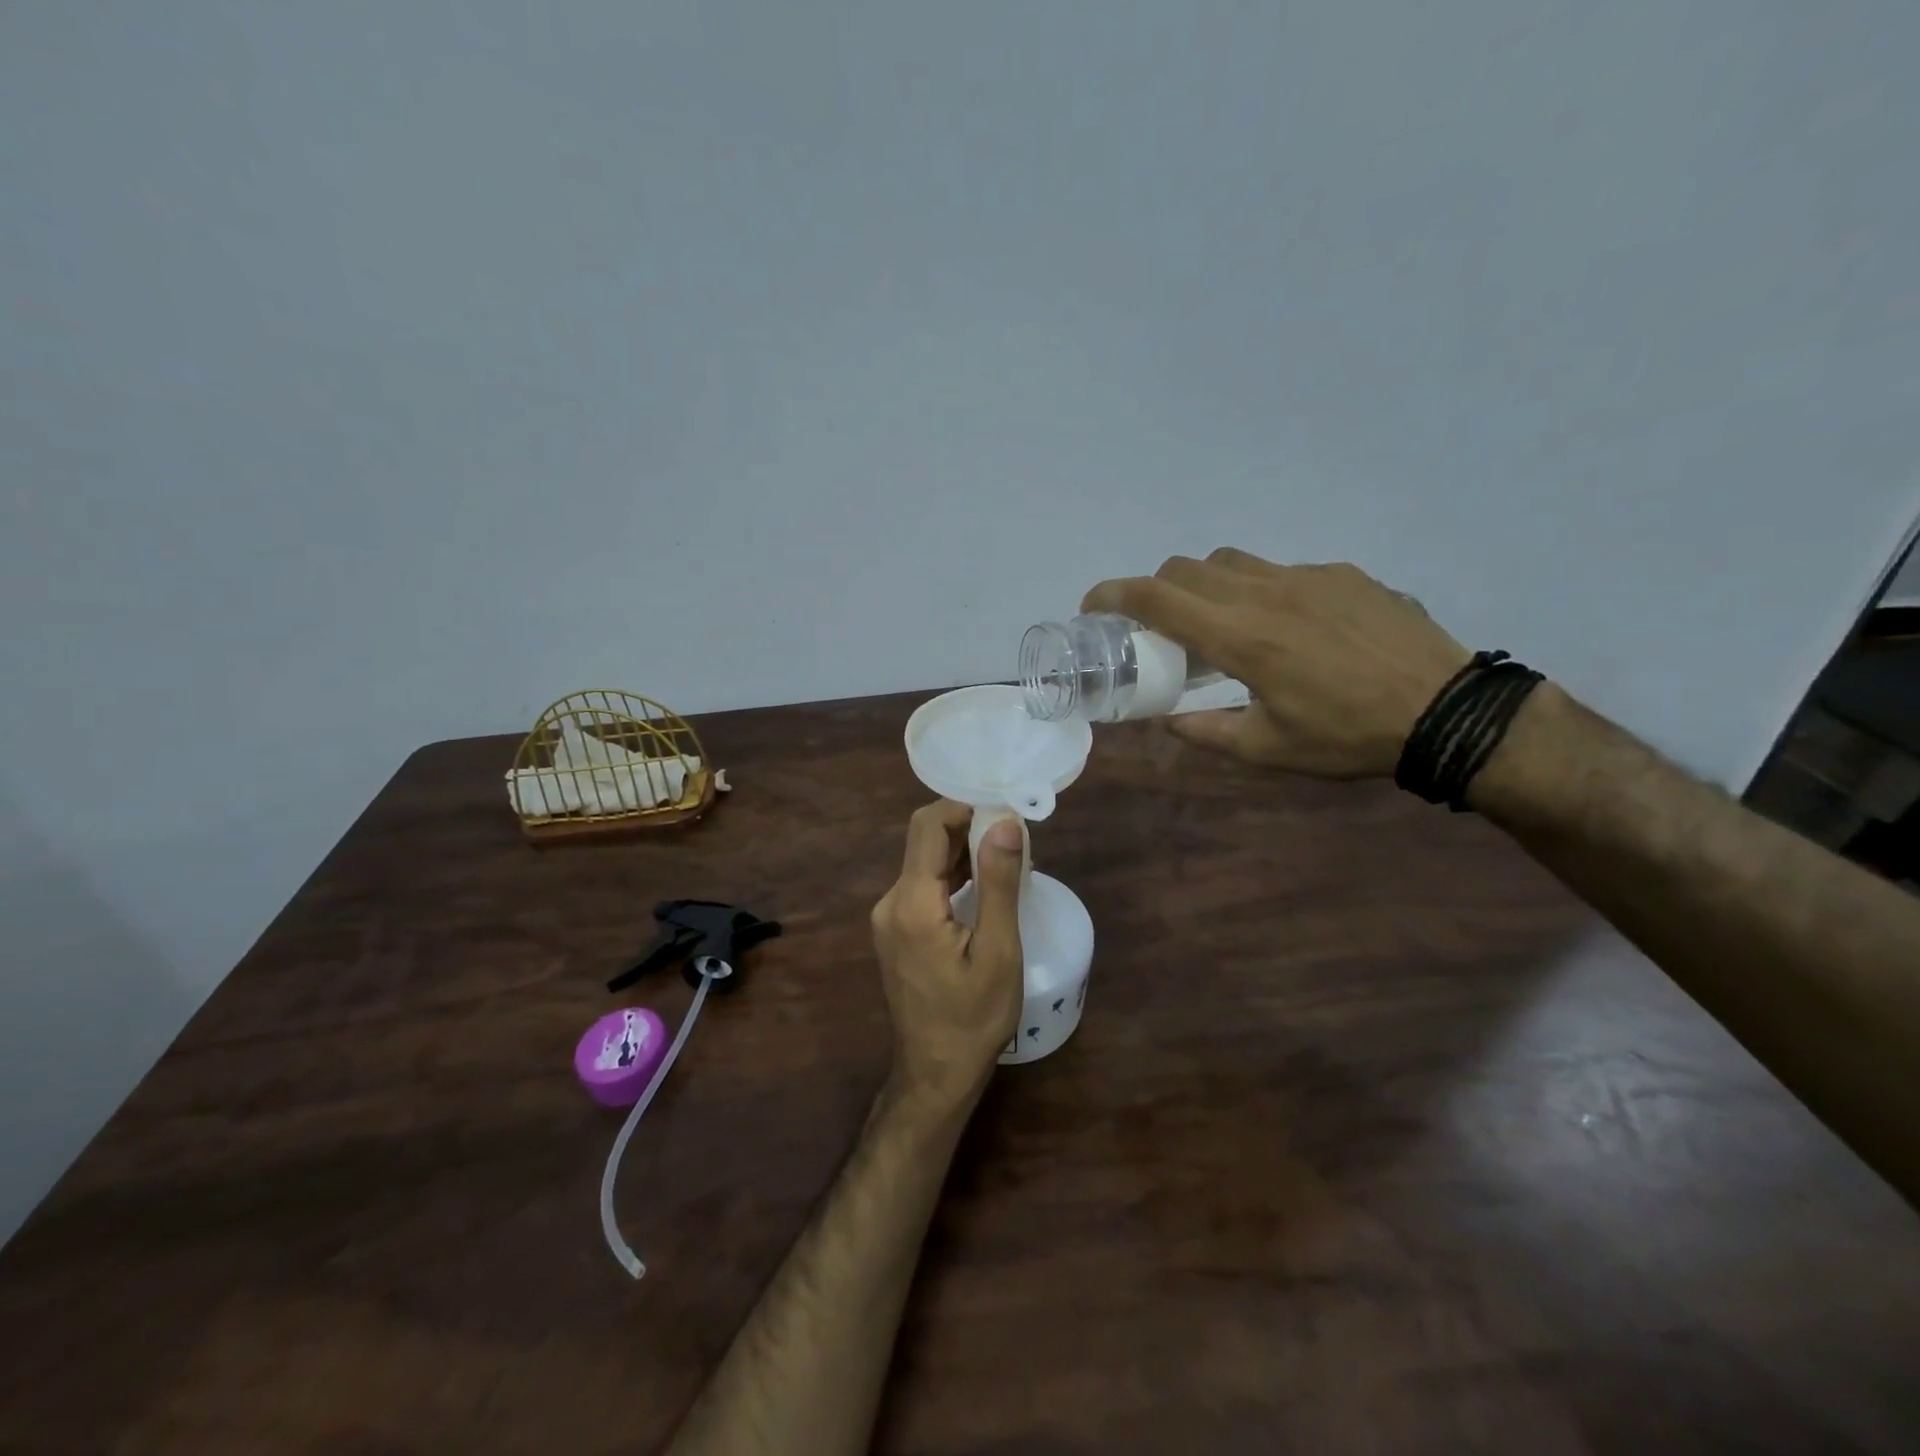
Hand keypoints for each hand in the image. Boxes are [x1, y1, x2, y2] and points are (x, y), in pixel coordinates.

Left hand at [870, 800, 1024, 1109]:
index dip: (966, 807)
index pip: (929, 825)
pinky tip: (985, 884)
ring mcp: (889, 917)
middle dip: (969, 826)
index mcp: (912, 902)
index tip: (1007, 812)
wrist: (936, 1073)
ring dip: (964, 850)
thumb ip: (998, 882)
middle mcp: (891, 901)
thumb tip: (1005, 821)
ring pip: (925, 861)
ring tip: (1009, 859)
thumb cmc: (974, 1018)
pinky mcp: (896, 930)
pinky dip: (954, 874)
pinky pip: (924, 884)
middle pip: (925, 840)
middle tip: (1016, 837)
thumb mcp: (998, 951)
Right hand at [1083, 549, 1471, 778]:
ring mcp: (1307, 576)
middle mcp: (1265, 593)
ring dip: (1205, 584)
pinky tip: (1288, 628)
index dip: (1113, 595)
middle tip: (1159, 628)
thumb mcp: (1266, 748)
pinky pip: (1280, 571)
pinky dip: (1259, 590)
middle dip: (1156, 590)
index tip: (1093, 607)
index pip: (1157, 598)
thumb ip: (1205, 731)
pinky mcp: (1342, 574)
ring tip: (1219, 623)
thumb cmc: (1348, 737)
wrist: (1447, 711)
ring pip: (1230, 560)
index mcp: (1241, 637)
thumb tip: (1167, 720)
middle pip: (1186, 568)